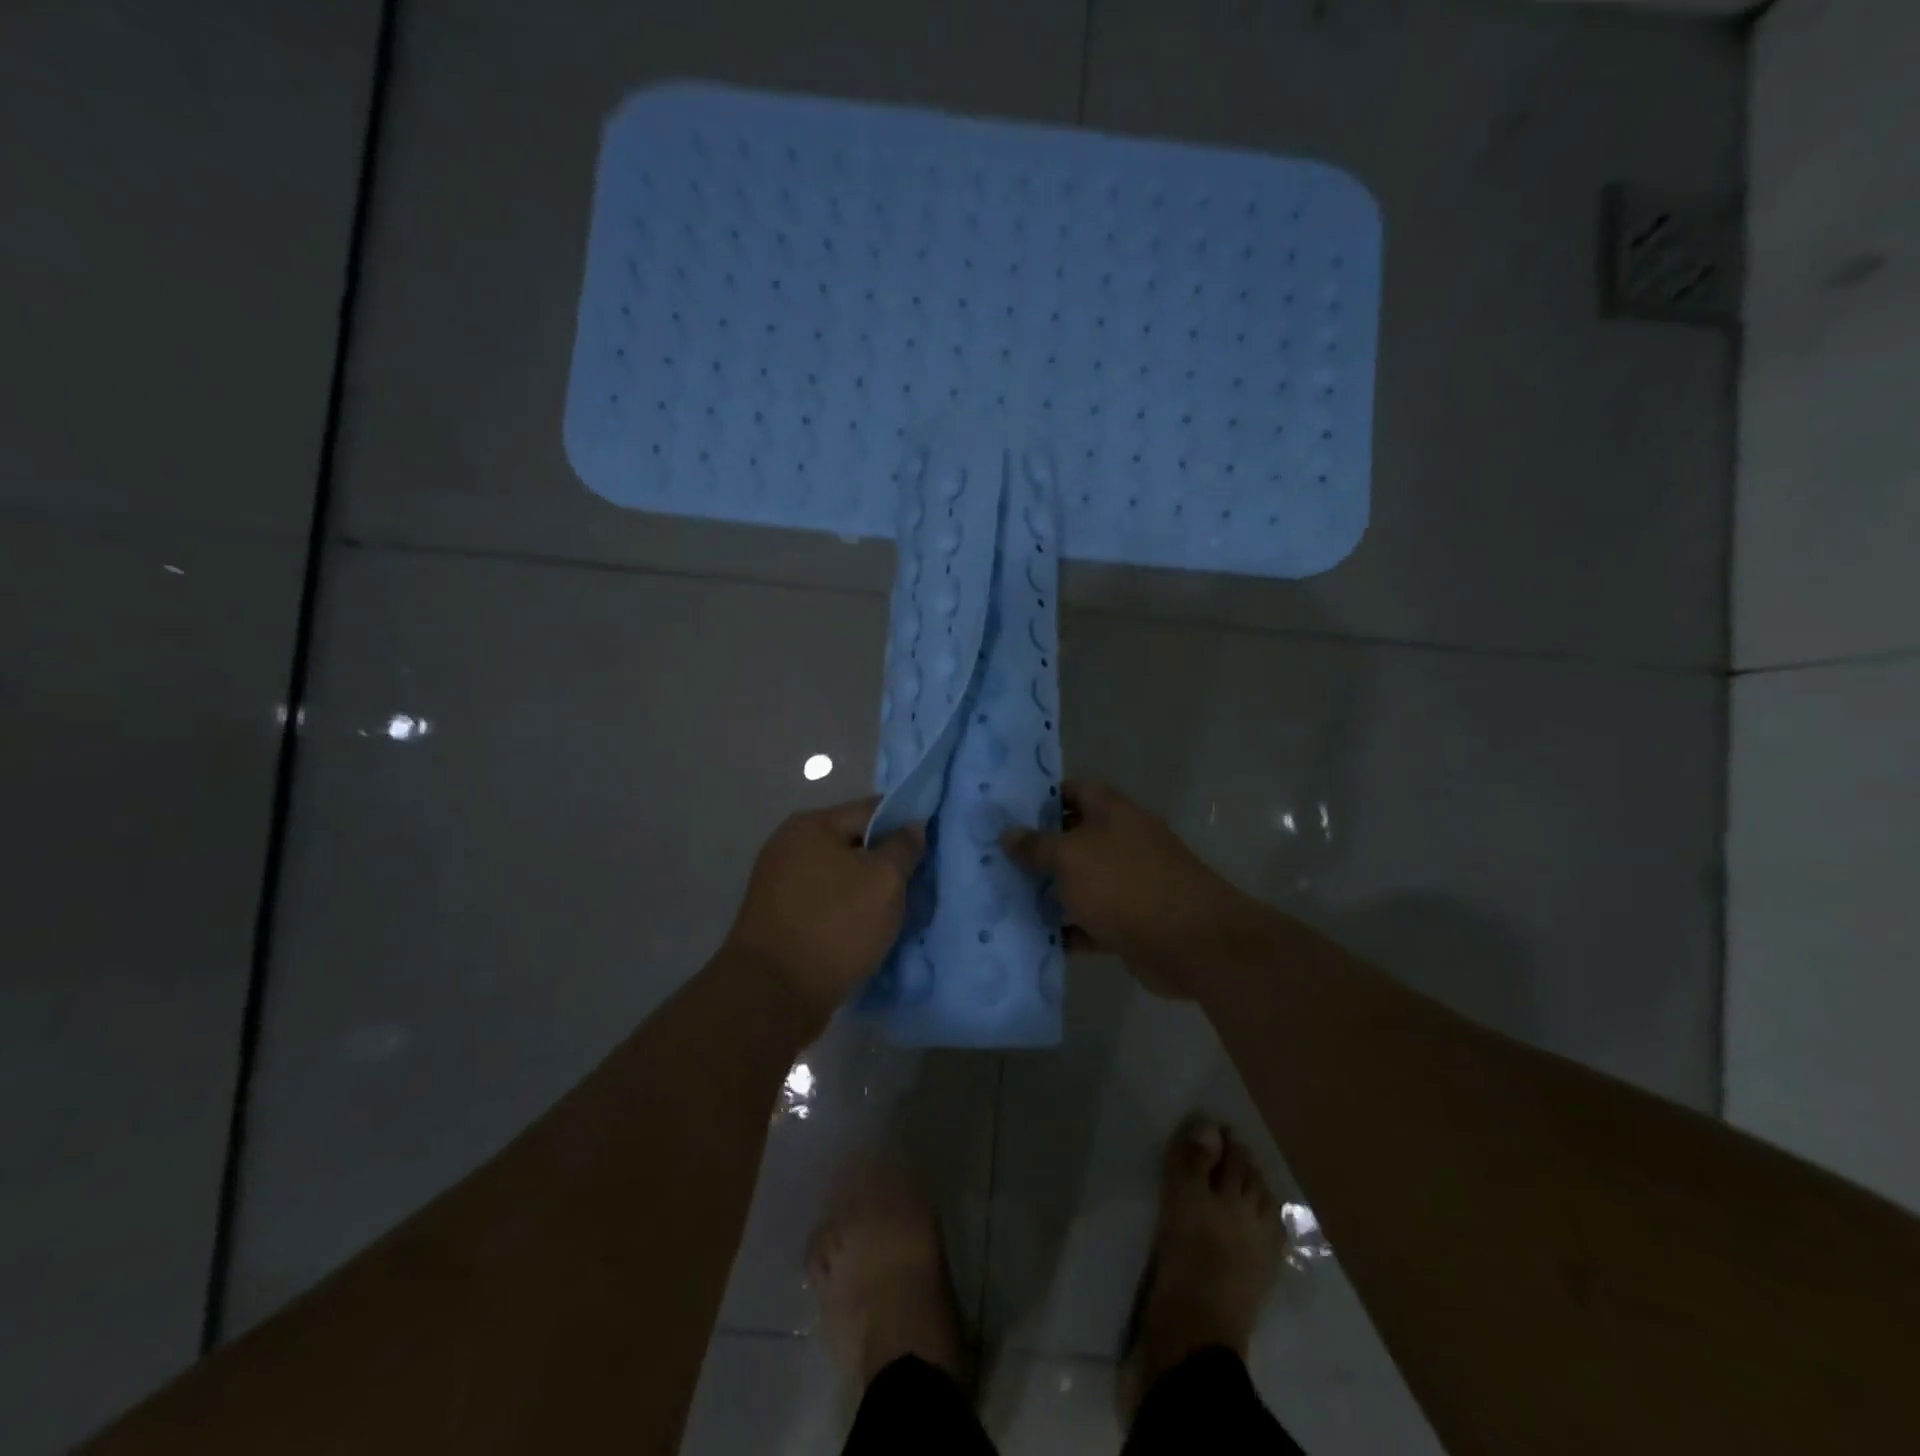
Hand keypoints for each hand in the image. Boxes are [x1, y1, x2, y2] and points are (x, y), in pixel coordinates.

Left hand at [725, 797, 924, 1021]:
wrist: (774, 994)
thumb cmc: (835, 926)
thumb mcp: (884, 881)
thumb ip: (903, 847)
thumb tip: (912, 826)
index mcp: (811, 825)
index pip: (872, 809)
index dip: (905, 824)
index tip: (932, 846)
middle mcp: (789, 845)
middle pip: (854, 843)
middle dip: (886, 861)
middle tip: (917, 883)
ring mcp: (779, 882)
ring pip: (841, 876)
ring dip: (867, 890)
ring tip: (897, 911)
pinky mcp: (779, 917)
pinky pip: (826, 902)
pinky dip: (847, 911)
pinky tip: (868, 929)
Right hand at [1000, 780, 1258, 997]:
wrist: (1188, 941)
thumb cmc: (1123, 883)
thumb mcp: (1069, 856)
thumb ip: (1036, 845)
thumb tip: (1007, 832)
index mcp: (1112, 811)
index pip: (1073, 789)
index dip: (1041, 797)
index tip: (1007, 813)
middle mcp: (1122, 840)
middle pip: (1074, 837)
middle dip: (1038, 849)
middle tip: (995, 858)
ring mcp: (1128, 882)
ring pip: (1081, 882)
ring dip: (1050, 892)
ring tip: (1005, 897)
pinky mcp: (1131, 921)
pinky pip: (1091, 921)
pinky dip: (1068, 929)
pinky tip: (1034, 937)